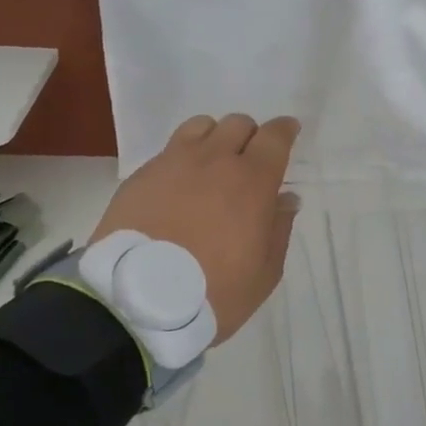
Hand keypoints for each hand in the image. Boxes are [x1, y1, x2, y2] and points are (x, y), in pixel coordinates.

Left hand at [90, 113, 301, 342]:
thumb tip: (286, 199)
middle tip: (248, 161)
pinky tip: (178, 186)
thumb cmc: (213, 291)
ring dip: (214, 138)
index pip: (275, 136)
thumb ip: (279, 229)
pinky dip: (181, 159)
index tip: (289, 131)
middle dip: (249, 136)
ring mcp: (173, 163)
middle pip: (238, 124)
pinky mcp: (141, 175)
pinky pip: (168, 150)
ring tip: (210, 165)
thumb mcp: (264, 273)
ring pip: (200, 126)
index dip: (285, 129)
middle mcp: (214, 160)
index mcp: (252, 180)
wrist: (135, 302)